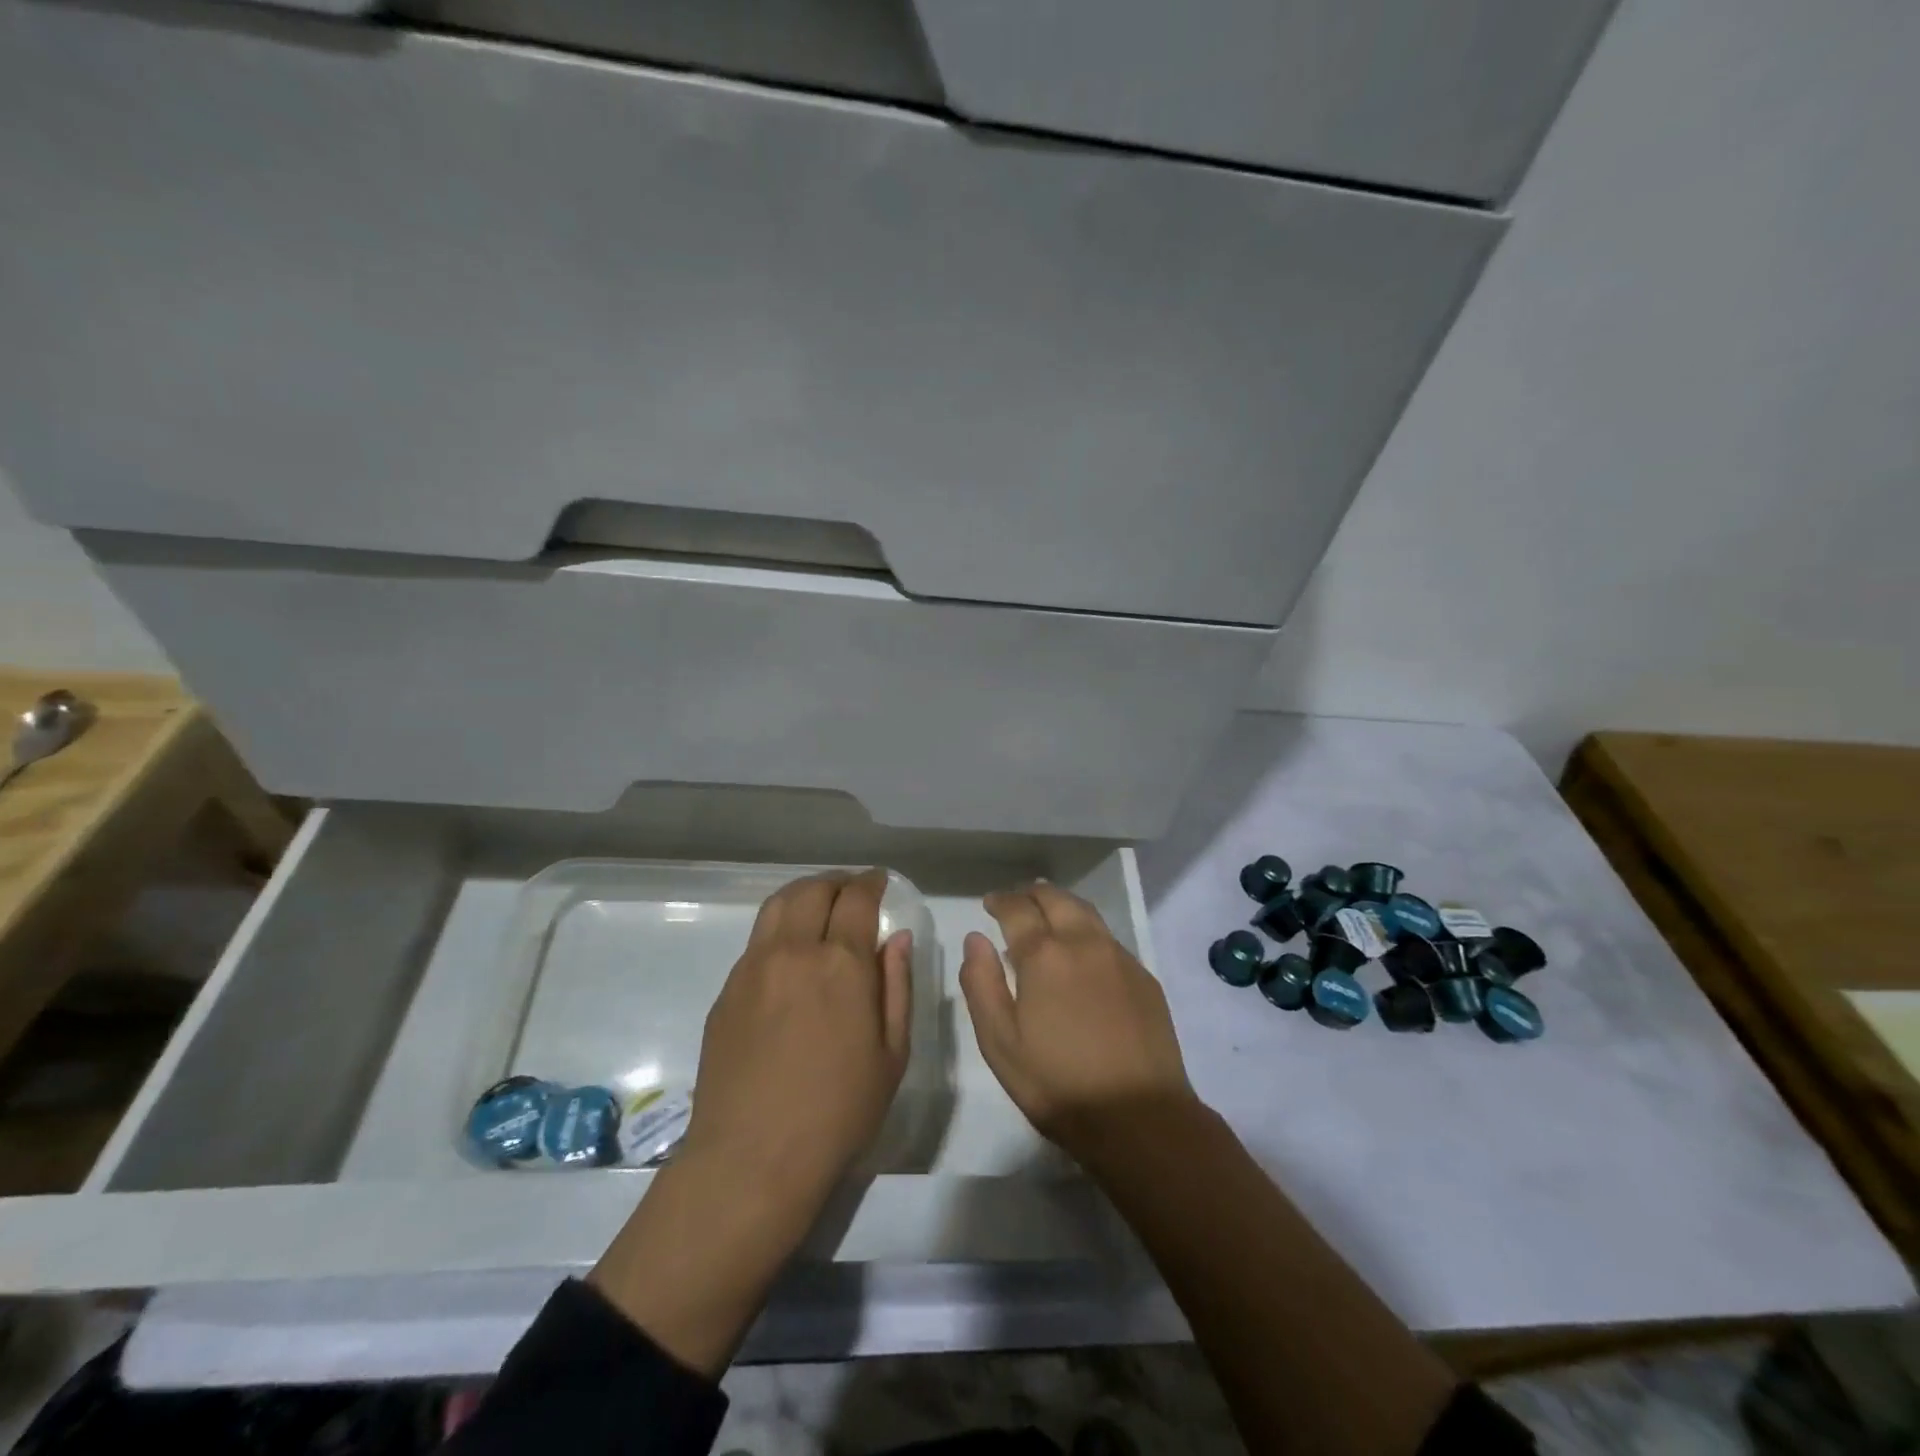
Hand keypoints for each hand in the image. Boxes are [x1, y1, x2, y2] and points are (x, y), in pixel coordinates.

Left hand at [590, 868, 911, 1375]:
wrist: (752, 1159)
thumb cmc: (838, 1112)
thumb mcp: (891, 1054)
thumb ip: (897, 986)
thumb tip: (897, 938)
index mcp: (841, 964)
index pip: (857, 898)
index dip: (872, 882)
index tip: (880, 881)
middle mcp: (794, 951)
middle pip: (813, 890)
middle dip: (838, 882)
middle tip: (853, 892)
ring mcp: (753, 967)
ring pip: (778, 905)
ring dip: (804, 894)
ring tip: (819, 907)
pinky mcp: (728, 989)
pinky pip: (757, 939)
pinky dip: (780, 927)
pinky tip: (791, 953)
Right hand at [959, 882, 1196, 1160]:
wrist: (1141, 1118)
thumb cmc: (1059, 1084)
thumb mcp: (1000, 1043)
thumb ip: (981, 984)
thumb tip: (975, 938)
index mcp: (1044, 955)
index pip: (1017, 910)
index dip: (1000, 901)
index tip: (990, 903)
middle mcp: (1084, 943)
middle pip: (1056, 899)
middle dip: (1032, 894)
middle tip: (1017, 902)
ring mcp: (1119, 958)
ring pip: (1086, 913)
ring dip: (1061, 906)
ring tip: (1047, 917)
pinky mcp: (1144, 977)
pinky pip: (1108, 939)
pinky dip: (1087, 932)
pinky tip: (1082, 956)